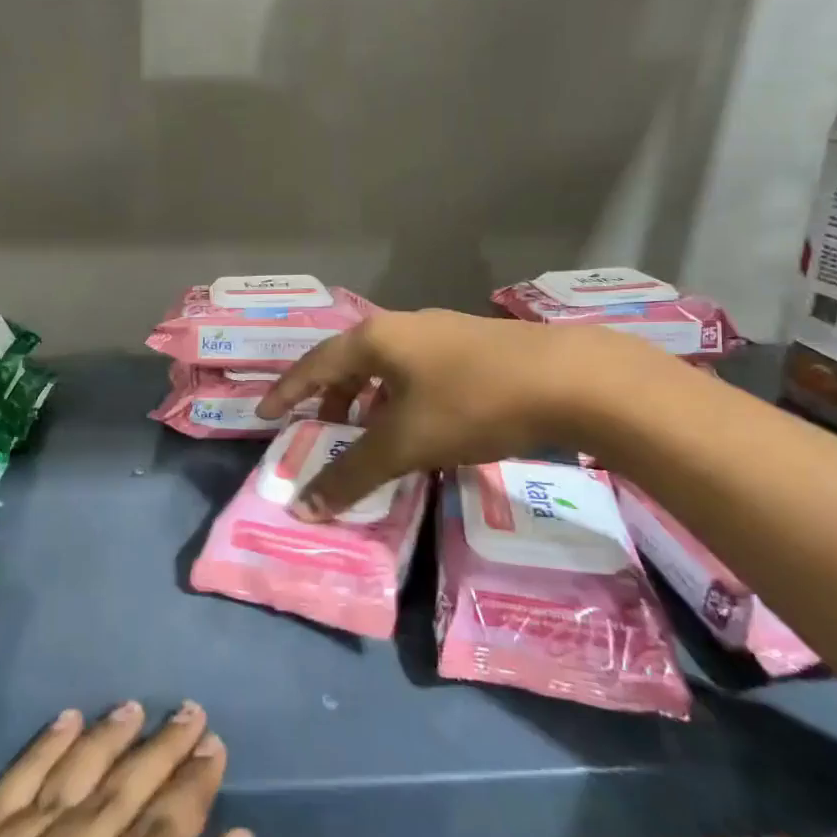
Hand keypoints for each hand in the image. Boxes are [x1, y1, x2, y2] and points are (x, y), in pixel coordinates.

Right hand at [258, 308, 661, 515]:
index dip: (288, 391)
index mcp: (375, 339)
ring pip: (388, 366)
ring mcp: (442, 332)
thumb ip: (352, 475)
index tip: (266, 414)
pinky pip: (417, 371)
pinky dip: (401, 397)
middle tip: (321, 429)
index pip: (315, 364)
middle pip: (350, 360)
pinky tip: (420, 423)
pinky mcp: (474, 346)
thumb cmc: (471, 403)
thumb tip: (303, 509)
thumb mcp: (406, 443)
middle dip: (331, 397)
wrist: (570, 379)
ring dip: (369, 398)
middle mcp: (403, 327)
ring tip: (370, 432)